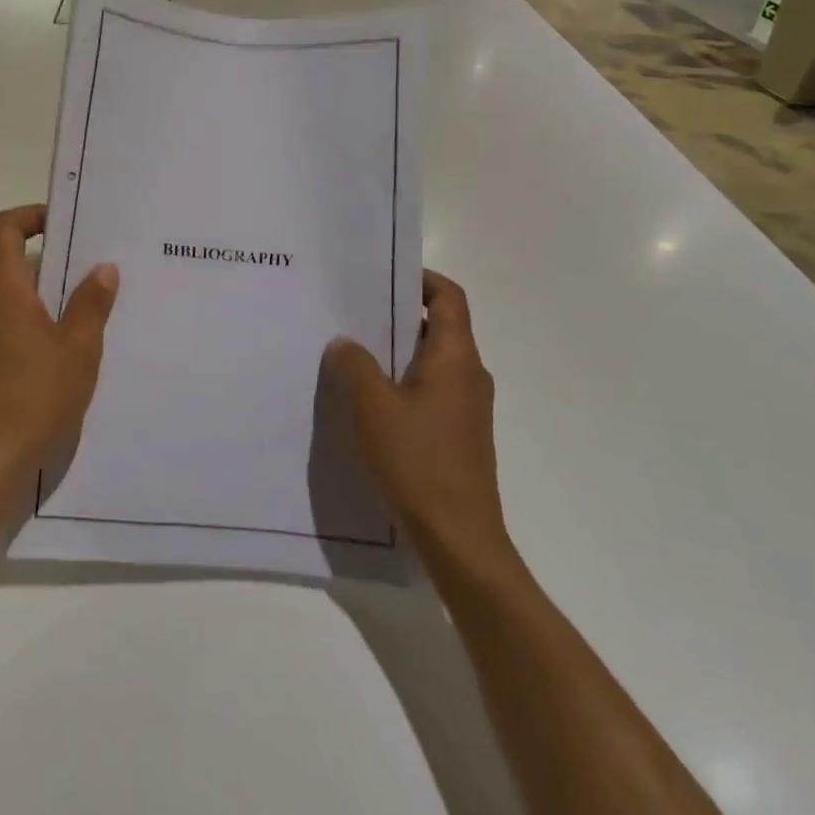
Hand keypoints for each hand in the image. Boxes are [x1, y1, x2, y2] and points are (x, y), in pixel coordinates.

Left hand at [0, 205, 118, 486]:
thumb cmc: (35, 396)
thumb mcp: (78, 348)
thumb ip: (91, 304)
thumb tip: (103, 268)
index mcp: (1, 289)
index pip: (4, 228)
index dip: (32, 216)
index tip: (66, 225)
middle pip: (12, 262)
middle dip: (53, 260)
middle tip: (96, 267)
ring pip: (15, 297)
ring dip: (49, 296)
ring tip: (92, 307)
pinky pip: (11, 325)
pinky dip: (38, 323)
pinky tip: (71, 348)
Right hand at [320, 271, 517, 585]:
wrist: (459, 539)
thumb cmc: (417, 462)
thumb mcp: (373, 406)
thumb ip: (356, 364)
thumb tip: (345, 341)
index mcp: (456, 358)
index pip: (449, 297)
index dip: (421, 278)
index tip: (382, 275)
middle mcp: (469, 375)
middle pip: (439, 326)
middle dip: (398, 314)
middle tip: (353, 309)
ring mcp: (467, 407)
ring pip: (432, 360)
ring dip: (396, 349)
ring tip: (352, 350)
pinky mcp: (458, 433)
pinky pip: (430, 389)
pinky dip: (402, 380)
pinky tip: (368, 397)